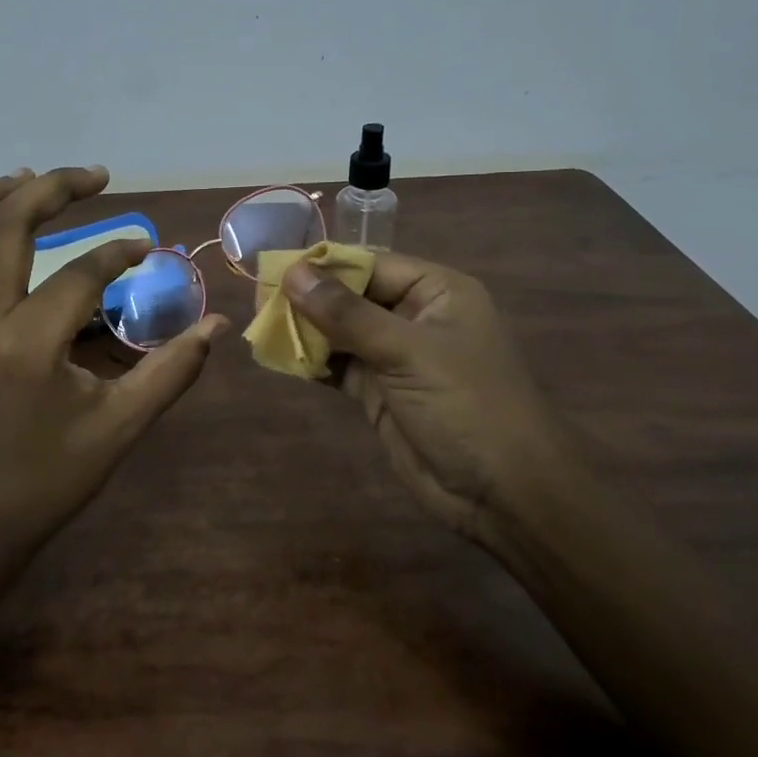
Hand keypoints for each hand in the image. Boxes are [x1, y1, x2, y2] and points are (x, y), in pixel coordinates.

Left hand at [0, 166, 230, 556]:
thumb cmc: (49, 478)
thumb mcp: (120, 427)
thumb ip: (171, 371)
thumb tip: (217, 325)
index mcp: (27, 343)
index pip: (80, 272)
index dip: (119, 252)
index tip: (148, 248)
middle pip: (5, 227)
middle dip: (51, 190)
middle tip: (94, 175)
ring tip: (26, 177)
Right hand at [282, 252, 568, 557]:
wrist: (501, 492)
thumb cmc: (465, 404)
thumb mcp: (406, 351)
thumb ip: (346, 314)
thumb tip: (292, 273)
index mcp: (436, 292)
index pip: (370, 264)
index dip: (323, 265)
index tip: (274, 268)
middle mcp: (415, 317)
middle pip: (351, 296)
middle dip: (307, 298)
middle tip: (256, 298)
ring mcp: (395, 357)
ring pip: (340, 332)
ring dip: (304, 330)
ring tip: (259, 325)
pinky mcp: (379, 392)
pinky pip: (338, 366)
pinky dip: (311, 361)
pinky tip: (278, 356)